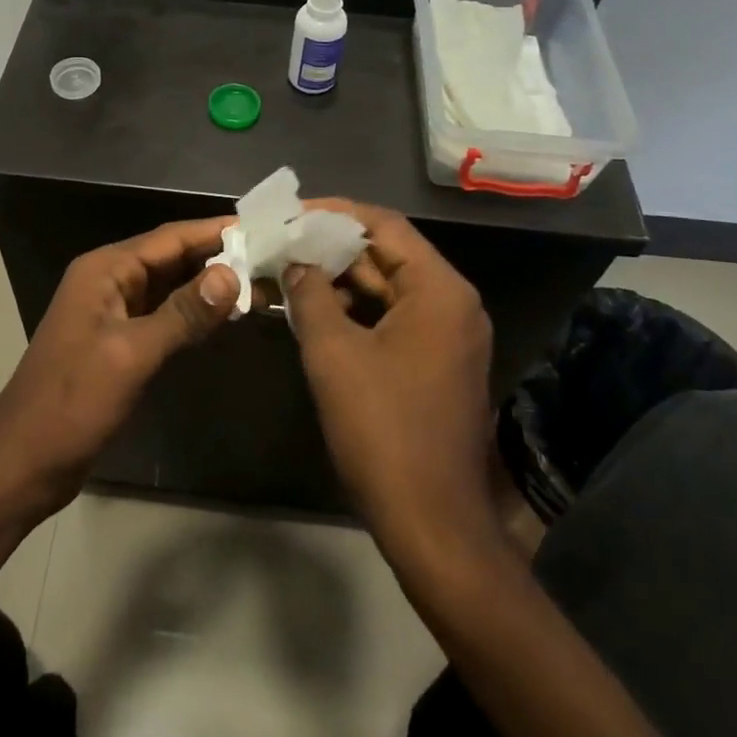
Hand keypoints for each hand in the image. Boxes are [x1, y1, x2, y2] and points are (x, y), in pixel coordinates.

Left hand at [0, 219, 239, 520]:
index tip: (264, 227)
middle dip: (219, 257)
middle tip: (273, 257)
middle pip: (172, 258)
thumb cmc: (72, 403)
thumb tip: (232, 274)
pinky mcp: (120, 341)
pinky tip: (227, 317)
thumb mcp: (131, 355)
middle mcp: (109, 281)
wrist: (24, 462)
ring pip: (170, 287)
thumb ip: (182, 314)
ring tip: (262, 283)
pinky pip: (164, 315)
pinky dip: (194, 313)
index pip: (170, 238)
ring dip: (210, 286)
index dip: (216, 231)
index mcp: (105, 271)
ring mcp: (114, 312)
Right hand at [282, 201, 498, 564]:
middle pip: (388, 254)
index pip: (384, 226)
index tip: (290, 214)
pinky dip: (357, 310)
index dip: (333, 214)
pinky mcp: (439, 362)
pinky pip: (395, 318)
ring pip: (390, 288)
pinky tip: (316, 310)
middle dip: (332, 247)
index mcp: (439, 290)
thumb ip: (311, 295)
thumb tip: (295, 263)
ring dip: (342, 279)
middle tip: (282, 243)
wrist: (432, 521)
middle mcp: (453, 303)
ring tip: (290, 272)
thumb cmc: (382, 429)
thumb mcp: (334, 354)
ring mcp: (450, 335)